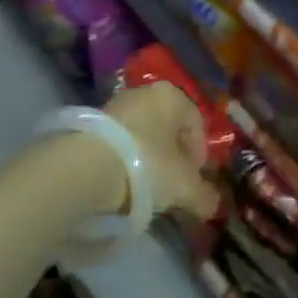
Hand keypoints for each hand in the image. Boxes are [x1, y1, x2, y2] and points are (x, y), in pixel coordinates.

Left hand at [104, 81, 219, 220]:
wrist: (84, 170)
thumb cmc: (146, 165)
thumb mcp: (183, 186)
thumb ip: (204, 195)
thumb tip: (212, 205)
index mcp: (172, 95)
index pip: (197, 125)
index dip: (200, 157)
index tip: (194, 182)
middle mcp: (144, 92)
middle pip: (169, 130)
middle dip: (174, 159)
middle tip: (172, 188)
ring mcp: (115, 105)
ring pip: (143, 137)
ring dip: (149, 162)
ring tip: (146, 191)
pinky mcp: (91, 124)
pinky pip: (120, 144)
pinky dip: (125, 163)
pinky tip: (122, 186)